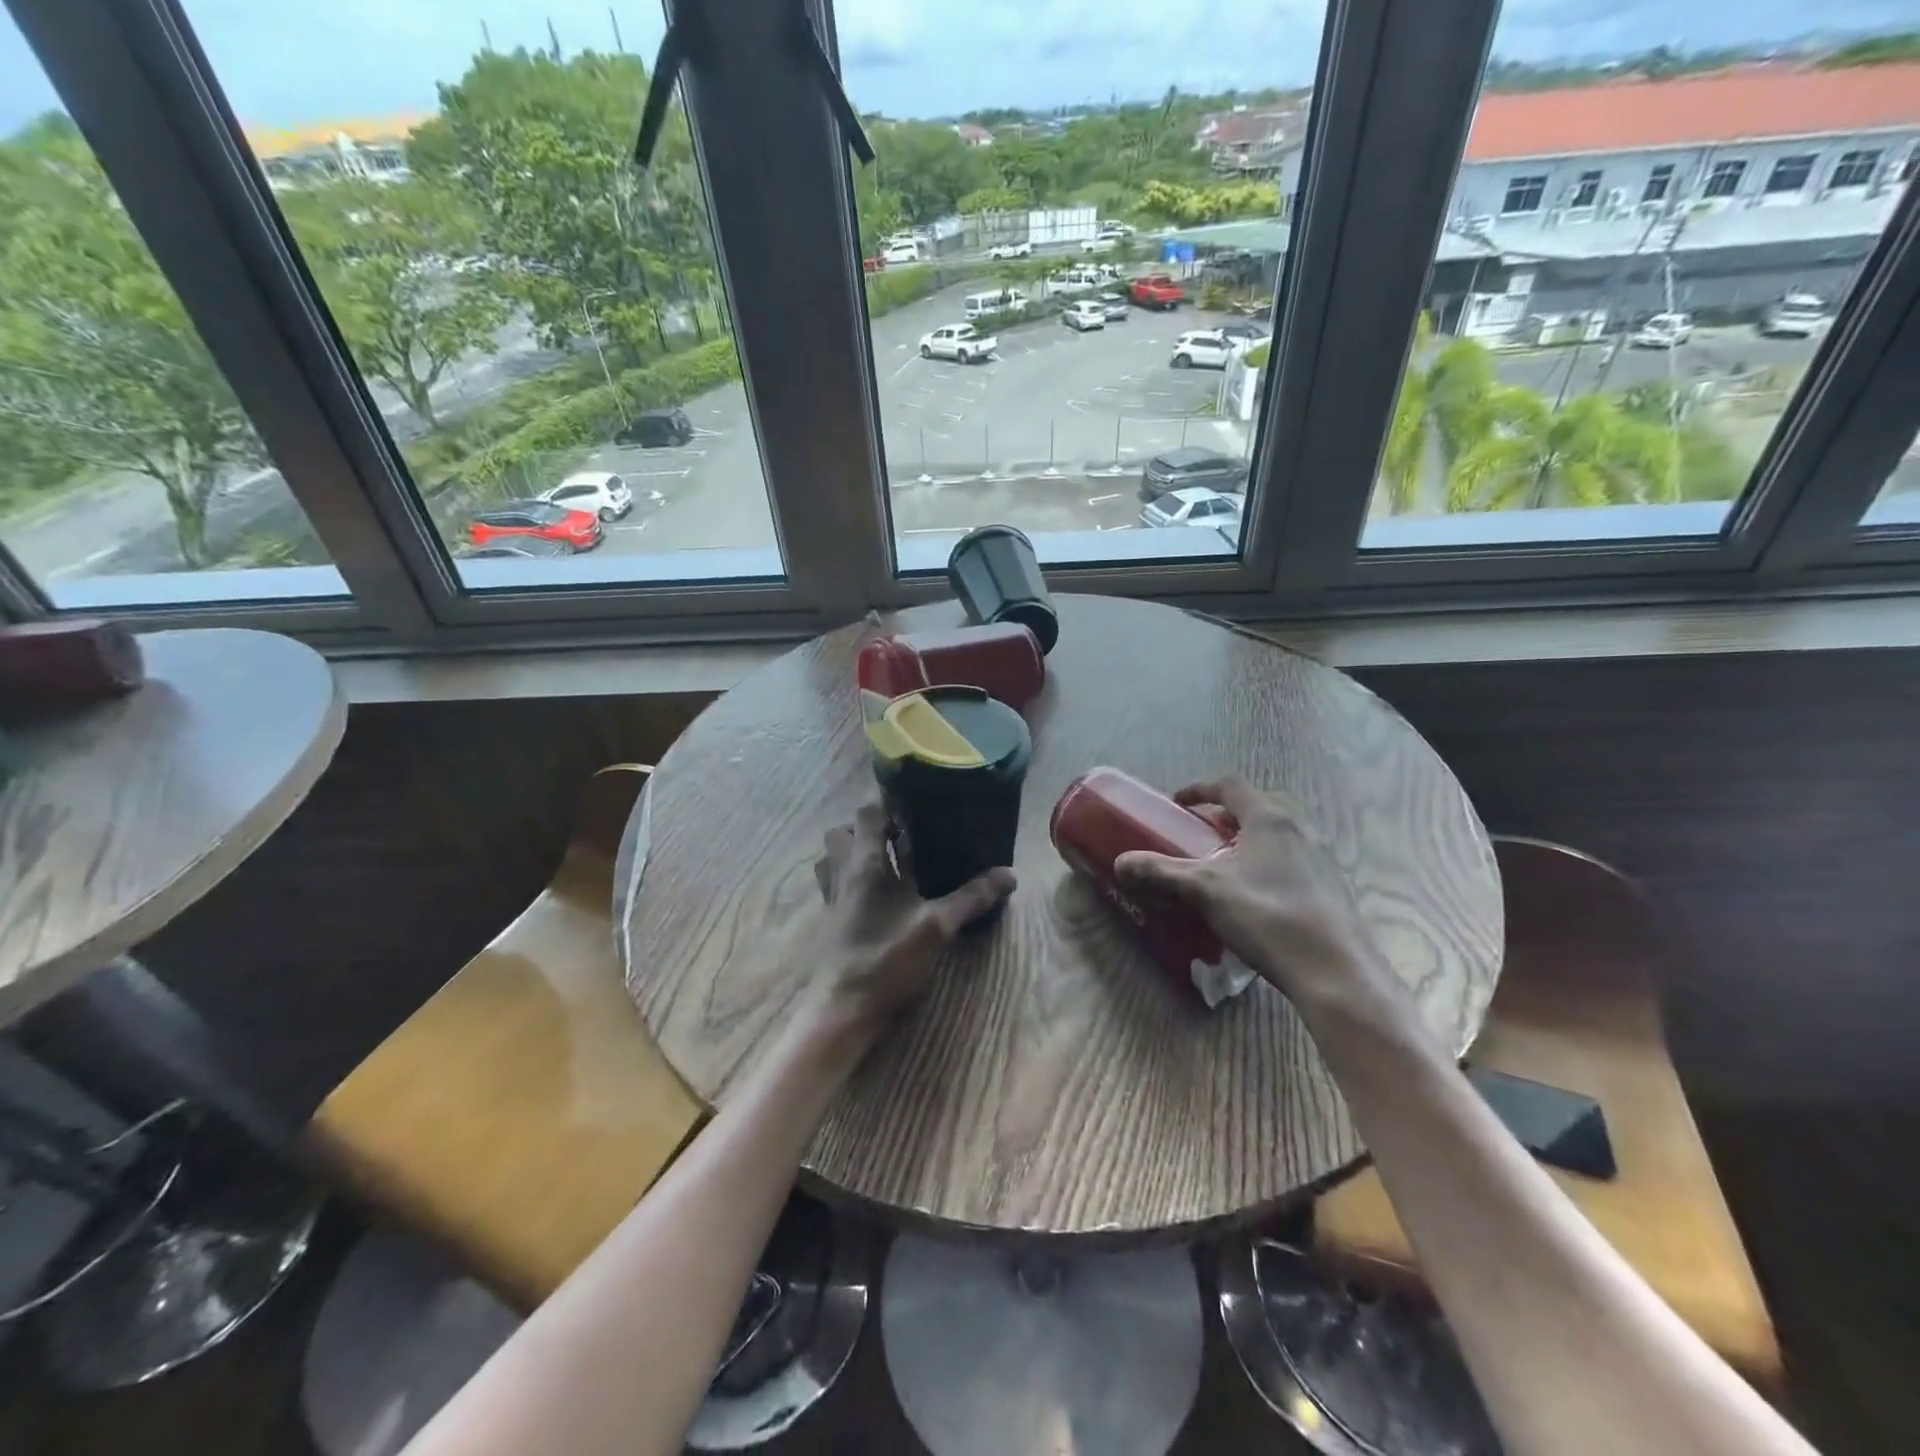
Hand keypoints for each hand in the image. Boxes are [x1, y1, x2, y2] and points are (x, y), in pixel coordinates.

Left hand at [800, 802, 1015, 1049]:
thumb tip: (1009, 874)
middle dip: (871, 826)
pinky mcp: (833, 920)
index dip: (889, 802)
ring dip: (857, 850)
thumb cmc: (886, 960)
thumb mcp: (937, 927)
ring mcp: (834, 897)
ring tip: (890, 860)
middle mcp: (843, 873)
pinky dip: (853, 877)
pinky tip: (881, 895)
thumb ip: (971, 898)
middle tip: (905, 834)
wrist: (843, 1010)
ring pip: (834, 857)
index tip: (918, 803)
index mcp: (865, 864)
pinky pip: (836, 883)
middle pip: (844, 831)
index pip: (868, 812)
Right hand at [1114, 776, 1403, 1018]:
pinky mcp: (1332, 889)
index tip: (1176, 803)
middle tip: (1200, 834)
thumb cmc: (1267, 916)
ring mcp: (1321, 859)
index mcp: (1270, 819)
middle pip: (1257, 807)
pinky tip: (1253, 899)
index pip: (1230, 785)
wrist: (1335, 971)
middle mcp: (1300, 829)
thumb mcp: (1205, 891)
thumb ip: (1161, 873)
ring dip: (1247, 842)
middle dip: (1225, 816)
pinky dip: (1266, 866)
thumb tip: (1120, 863)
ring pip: (1277, 836)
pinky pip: (1291, 862)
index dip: (1199, 788)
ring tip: (1223, 867)